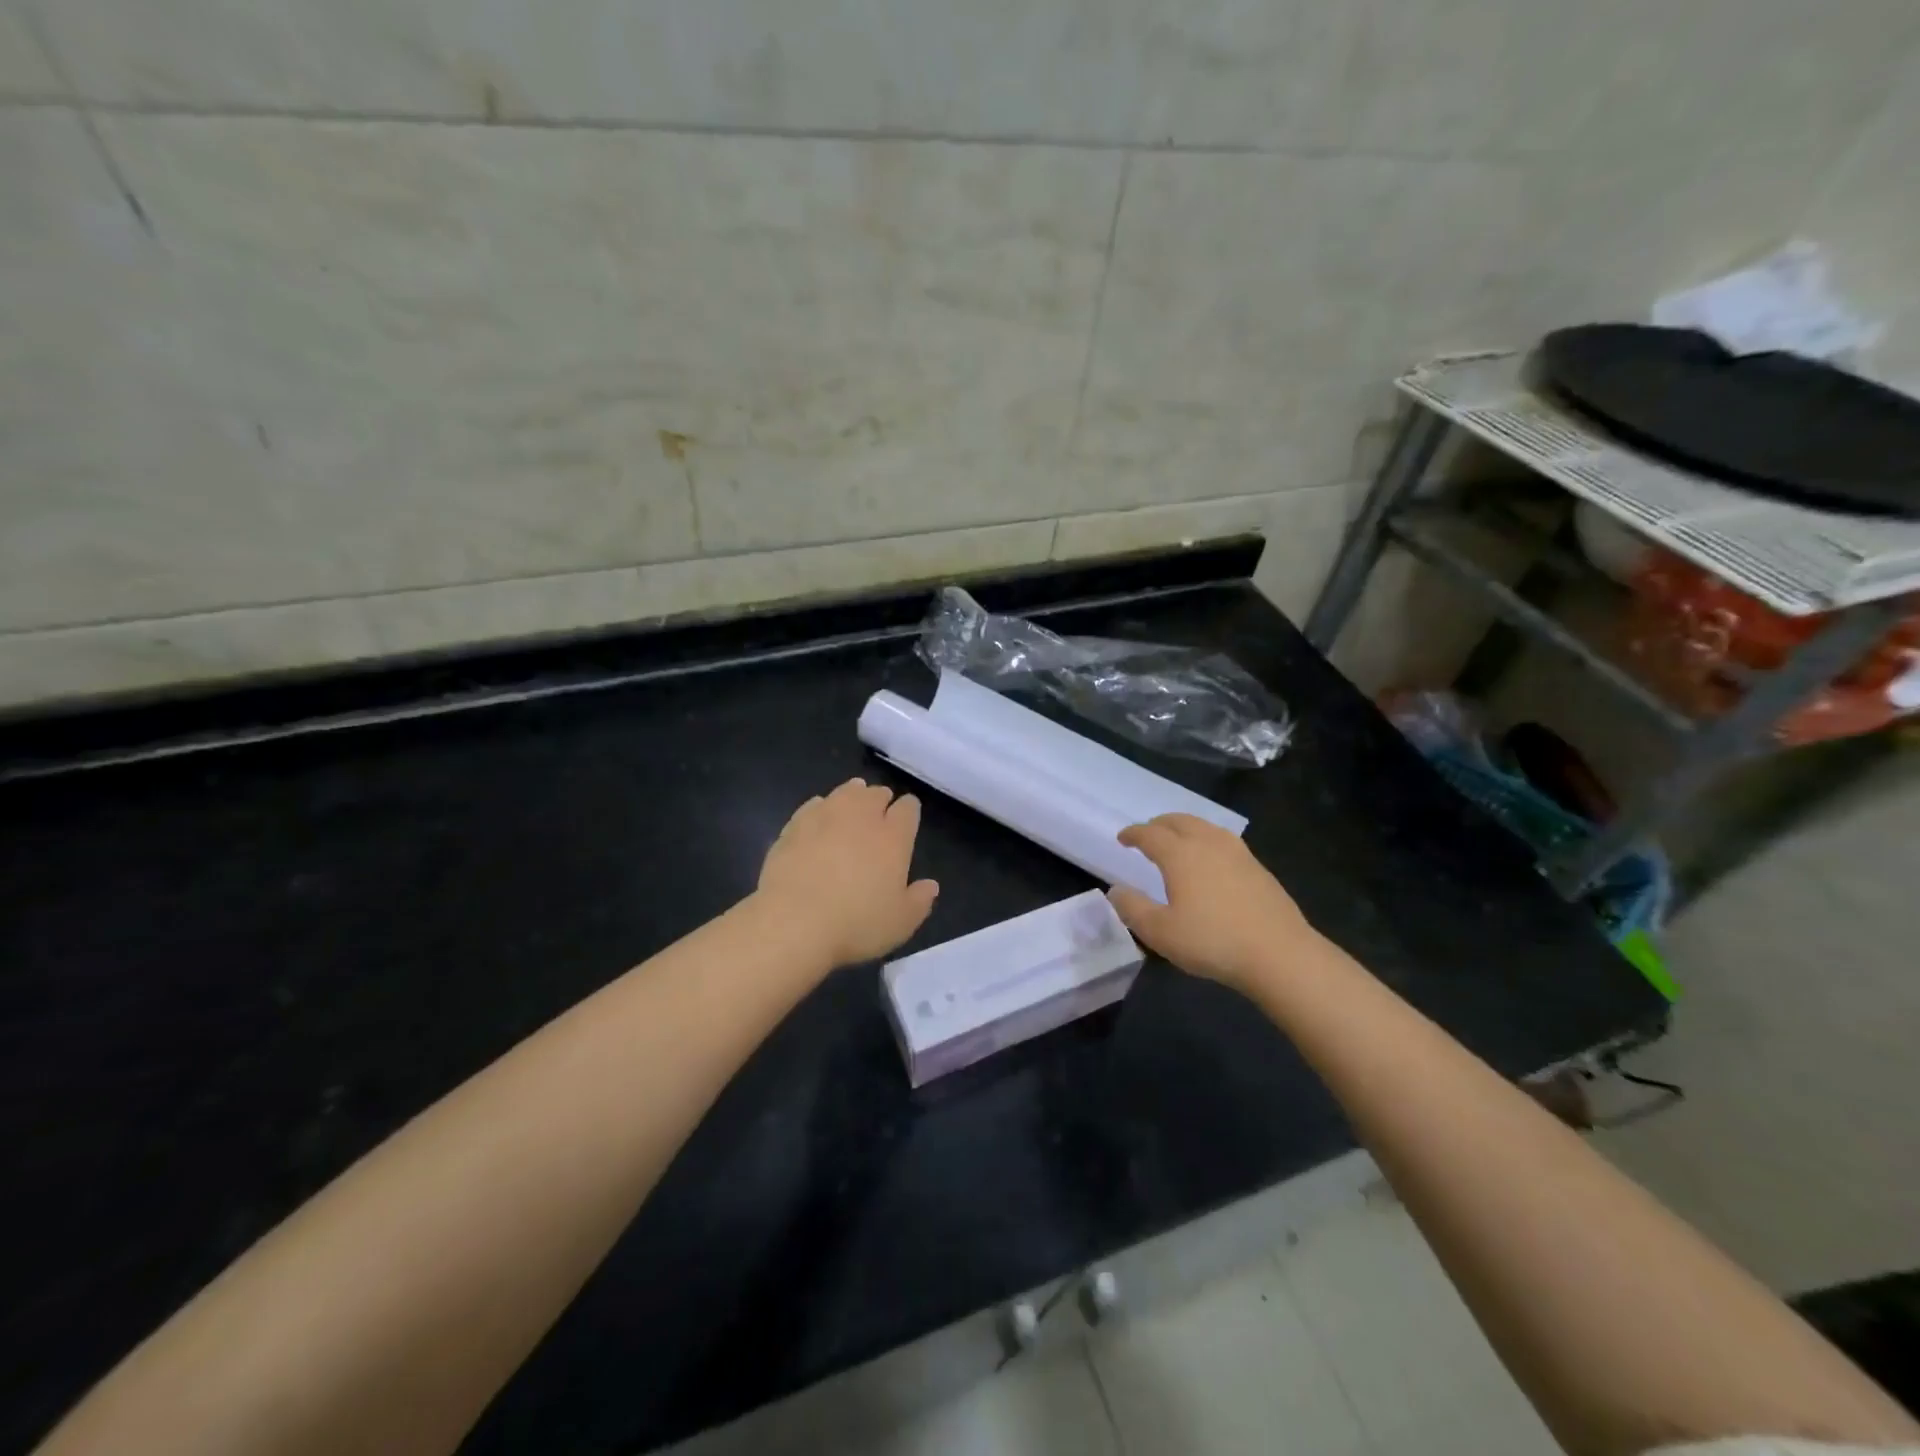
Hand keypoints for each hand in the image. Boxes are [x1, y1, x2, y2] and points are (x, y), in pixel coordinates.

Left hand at [756, 778, 939, 967]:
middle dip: (881, 799)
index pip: (908, 809)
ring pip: (844, 793)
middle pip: (875, 794)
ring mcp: (825, 817)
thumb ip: (919, 901)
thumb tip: (931, 885)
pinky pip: (813, 805)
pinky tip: (818, 816)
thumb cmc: (856, 924)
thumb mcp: (900, 923)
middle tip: (880, 810)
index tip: (908, 815)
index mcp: (893, 837)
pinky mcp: (794, 826)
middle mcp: (861, 817)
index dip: (910, 810)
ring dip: (852, 795)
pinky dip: (820, 807)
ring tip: (853, 801)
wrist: (793, 922)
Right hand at [1108, 814, 1315, 992]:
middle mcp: (1208, 843)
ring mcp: (1237, 853)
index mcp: (1180, 854)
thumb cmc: (1212, 941)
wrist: (1279, 954)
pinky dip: (1207, 840)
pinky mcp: (1257, 867)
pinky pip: (1223, 840)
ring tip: (1177, 841)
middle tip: (1147, 834)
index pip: (1150, 834)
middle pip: (1179, 821)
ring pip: (1204, 826)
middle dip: (1158, 824)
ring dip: (1185, 827)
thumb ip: (1133, 908)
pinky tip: (1210, 860)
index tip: (1122, 838)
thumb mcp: (1160, 932)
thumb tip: (1116, 890)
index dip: (1133, 833)